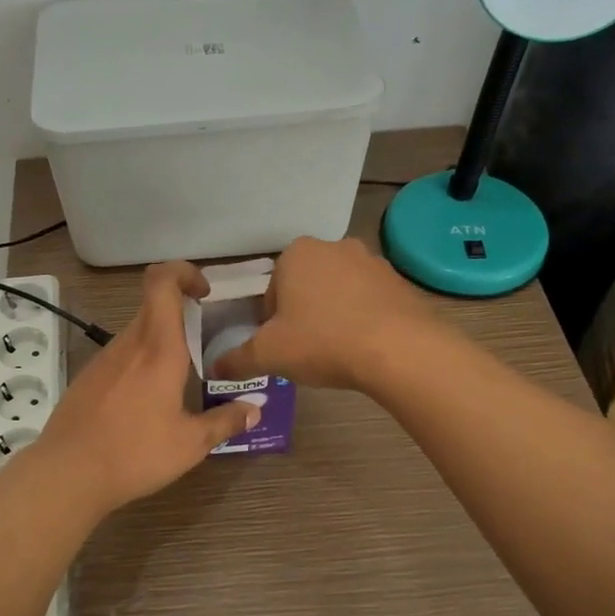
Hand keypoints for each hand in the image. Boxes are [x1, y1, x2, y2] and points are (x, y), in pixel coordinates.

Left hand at [29, 261, 259, 513]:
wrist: (67, 474)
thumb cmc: (135, 453)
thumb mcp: (191, 444)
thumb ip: (226, 421)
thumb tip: (255, 409)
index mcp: (159, 348)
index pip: (162, 281)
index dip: (183, 272)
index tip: (204, 293)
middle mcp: (129, 344)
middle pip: (153, 306)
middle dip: (181, 313)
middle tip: (204, 341)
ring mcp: (103, 360)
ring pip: (137, 333)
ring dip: (161, 342)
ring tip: (181, 378)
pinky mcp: (87, 378)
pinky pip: (120, 357)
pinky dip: (139, 364)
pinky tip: (146, 402)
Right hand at [211, 235, 440, 390]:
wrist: (399, 350)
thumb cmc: (323, 342)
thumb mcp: (268, 355)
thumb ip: (236, 360)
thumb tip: (214, 368)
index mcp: (296, 253)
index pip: (271, 288)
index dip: (271, 321)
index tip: (281, 345)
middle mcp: (334, 246)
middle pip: (305, 286)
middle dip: (303, 315)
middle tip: (307, 350)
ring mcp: (372, 261)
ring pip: (338, 292)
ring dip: (333, 316)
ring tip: (338, 352)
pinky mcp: (400, 281)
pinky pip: (370, 301)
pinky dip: (363, 320)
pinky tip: (365, 348)